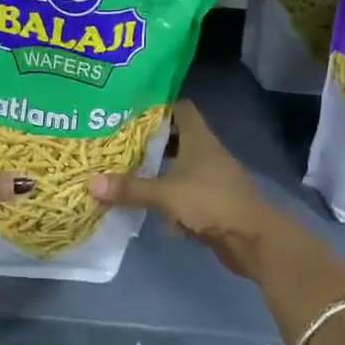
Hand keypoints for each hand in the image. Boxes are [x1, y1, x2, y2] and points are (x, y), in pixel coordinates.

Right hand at [90, 101, 281, 279]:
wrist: (254, 240)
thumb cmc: (211, 202)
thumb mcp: (166, 194)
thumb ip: (130, 189)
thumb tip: (90, 183)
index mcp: (199, 139)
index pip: (180, 108)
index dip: (157, 105)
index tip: (130, 108)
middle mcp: (206, 153)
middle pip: (176, 137)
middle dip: (150, 139)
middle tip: (119, 140)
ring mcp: (211, 178)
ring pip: (180, 165)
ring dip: (158, 169)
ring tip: (126, 169)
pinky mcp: (212, 202)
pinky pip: (185, 191)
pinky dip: (168, 195)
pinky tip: (148, 204)